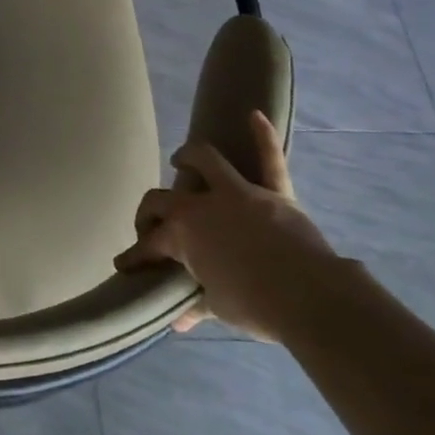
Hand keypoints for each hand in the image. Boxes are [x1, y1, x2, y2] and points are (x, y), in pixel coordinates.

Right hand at [113, 111, 339, 343]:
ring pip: (207, 161)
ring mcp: (240, 194)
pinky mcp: (275, 192)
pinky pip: (270, 158)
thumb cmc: (257, 306)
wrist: (311, 298)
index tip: (123, 264)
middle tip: (150, 223)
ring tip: (180, 159)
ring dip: (190, 157)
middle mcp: (203, 206)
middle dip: (150, 211)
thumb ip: (196, 305)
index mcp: (184, 235)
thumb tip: (177, 320)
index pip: (149, 244)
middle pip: (164, 199)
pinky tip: (255, 114)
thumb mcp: (219, 307)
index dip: (134, 256)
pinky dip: (264, 136)